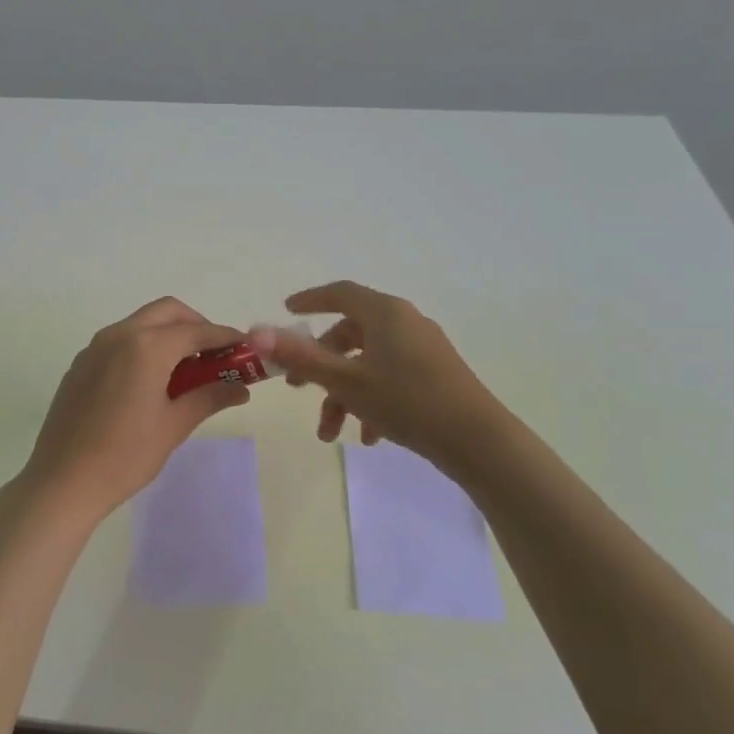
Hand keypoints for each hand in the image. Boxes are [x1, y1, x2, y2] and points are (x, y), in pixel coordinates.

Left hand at [16, 298, 249, 524]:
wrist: (62, 481)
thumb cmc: (125, 455)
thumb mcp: (174, 426)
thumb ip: (209, 397)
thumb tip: (241, 388)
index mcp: (146, 346)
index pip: (197, 331)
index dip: (226, 338)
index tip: (247, 349)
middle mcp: (119, 335)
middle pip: (168, 312)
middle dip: (197, 326)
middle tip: (215, 356)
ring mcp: (95, 347)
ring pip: (141, 323)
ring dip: (169, 334)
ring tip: (187, 370)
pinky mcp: (81, 364)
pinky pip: (120, 341)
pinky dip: (144, 346)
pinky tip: (151, 381)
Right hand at [252, 281, 501, 472]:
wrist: (476, 439)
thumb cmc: (405, 401)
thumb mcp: (345, 381)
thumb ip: (301, 356)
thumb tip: (257, 332)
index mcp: (384, 313)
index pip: (339, 294)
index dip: (310, 300)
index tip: (287, 310)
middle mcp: (404, 322)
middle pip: (350, 334)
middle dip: (320, 364)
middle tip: (297, 388)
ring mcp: (422, 348)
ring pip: (368, 363)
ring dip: (343, 395)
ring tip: (330, 433)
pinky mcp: (435, 374)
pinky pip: (391, 378)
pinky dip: (371, 401)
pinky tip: (368, 437)